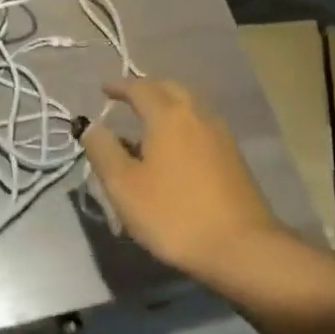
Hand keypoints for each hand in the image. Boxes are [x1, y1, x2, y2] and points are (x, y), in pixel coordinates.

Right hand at [81, 77, 289, 284]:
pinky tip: (177, 146)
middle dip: (147, 88)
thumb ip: (103, 150)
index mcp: (168, 116)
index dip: (119, 86)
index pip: (140, 88)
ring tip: (150, 121)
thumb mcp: (124, 186)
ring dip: (168, 103)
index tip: (104, 89)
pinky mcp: (234, 157)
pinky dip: (184, 122)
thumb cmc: (174, 214)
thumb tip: (92, 127)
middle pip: (170, 88)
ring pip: (191, 105)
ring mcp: (221, 135)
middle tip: (128, 98)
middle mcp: (197, 115)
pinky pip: (202, 124)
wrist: (242, 248)